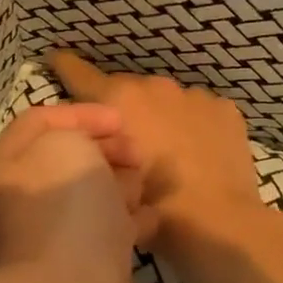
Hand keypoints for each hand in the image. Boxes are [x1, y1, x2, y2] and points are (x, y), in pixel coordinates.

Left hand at [0, 104, 139, 282]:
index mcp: (12, 164)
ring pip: (92, 195)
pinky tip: (149, 220)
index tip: (122, 121)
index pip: (42, 121)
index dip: (83, 114)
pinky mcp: (82, 266)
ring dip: (121, 186)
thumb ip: (78, 133)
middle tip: (137, 155)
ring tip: (143, 187)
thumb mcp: (68, 146)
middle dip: (107, 151)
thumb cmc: (66, 212)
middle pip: (71, 159)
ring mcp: (54, 233)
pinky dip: (129, 222)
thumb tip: (94, 155)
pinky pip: (107, 232)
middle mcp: (27, 196)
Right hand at [44, 50, 266, 276]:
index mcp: (117, 101)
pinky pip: (198, 111)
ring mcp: (193, 95)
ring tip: (166, 151)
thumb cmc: (155, 209)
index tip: (58, 60)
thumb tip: (97, 144)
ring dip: (159, 117)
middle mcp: (153, 87)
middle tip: (125, 143)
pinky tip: (198, 154)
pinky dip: (193, 126)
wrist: (221, 223)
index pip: (79, 73)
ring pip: (165, 100)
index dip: (65, 66)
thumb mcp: (107, 182)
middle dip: (122, 109)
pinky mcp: (224, 108)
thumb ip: (97, 152)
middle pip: (127, 89)